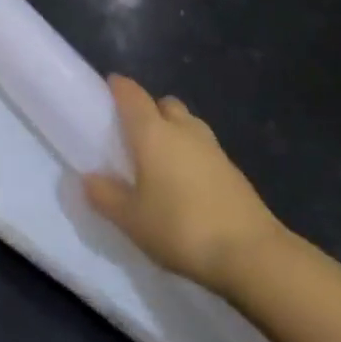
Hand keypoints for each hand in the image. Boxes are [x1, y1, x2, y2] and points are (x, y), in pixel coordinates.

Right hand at [84, 75, 286, 295]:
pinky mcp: (233, 170)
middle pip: (164, 104)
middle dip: (149, 110)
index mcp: (153, 132)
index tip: (107, 88)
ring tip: (159, 159)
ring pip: (187, 124)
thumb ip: (106, 196)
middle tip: (132, 133)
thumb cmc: (181, 228)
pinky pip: (203, 148)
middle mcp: (183, 130)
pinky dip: (191, 154)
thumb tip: (89, 178)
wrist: (252, 254)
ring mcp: (213, 148)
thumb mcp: (132, 219)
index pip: (132, 94)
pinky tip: (184, 183)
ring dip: (173, 131)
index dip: (118, 87)